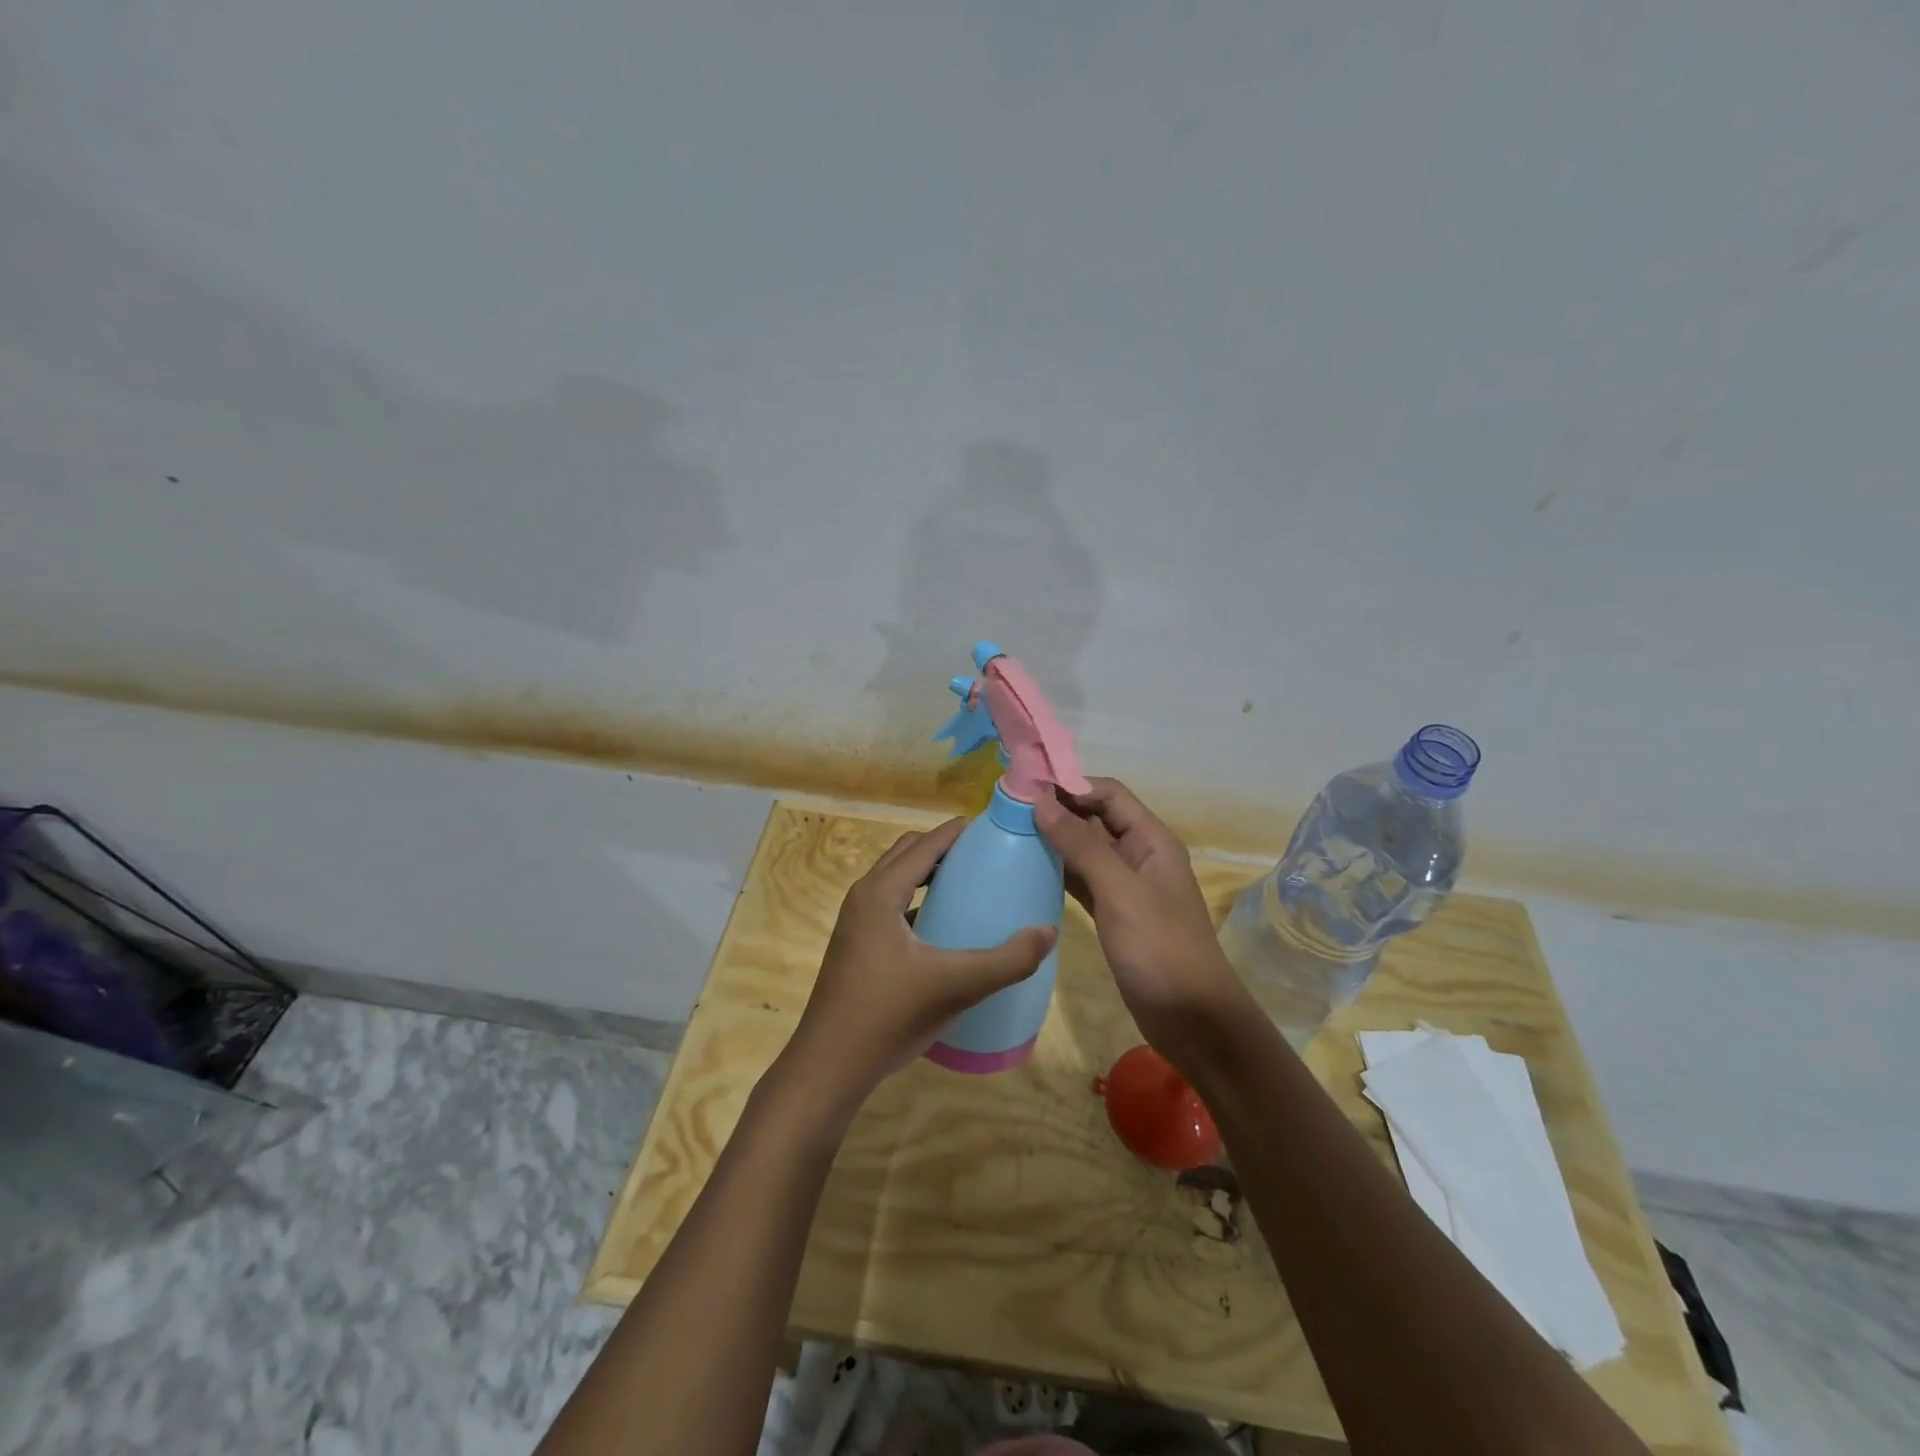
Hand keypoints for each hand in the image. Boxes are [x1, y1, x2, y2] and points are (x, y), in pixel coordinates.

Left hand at [784, 818, 1056, 1109]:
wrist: (829, 1067)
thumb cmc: (888, 1016)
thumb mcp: (956, 986)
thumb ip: (1007, 960)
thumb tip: (1048, 932)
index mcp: (880, 893)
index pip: (924, 845)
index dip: (957, 832)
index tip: (993, 827)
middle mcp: (863, 897)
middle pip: (907, 854)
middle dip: (943, 848)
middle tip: (984, 857)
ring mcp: (856, 923)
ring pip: (896, 880)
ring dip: (928, 874)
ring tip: (968, 886)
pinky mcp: (856, 947)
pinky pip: (891, 906)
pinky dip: (917, 901)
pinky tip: (943, 928)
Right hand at [1034, 779, 1250, 1070]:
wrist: (1191, 1018)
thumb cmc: (1160, 948)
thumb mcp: (1120, 891)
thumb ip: (1081, 844)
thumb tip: (1041, 801)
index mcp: (1151, 840)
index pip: (1109, 794)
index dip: (1071, 785)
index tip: (1027, 787)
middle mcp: (1139, 855)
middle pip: (1096, 818)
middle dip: (1058, 810)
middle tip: (1009, 810)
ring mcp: (1126, 887)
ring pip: (1086, 850)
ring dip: (1055, 840)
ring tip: (1011, 834)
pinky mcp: (1113, 914)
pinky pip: (1082, 880)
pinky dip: (1059, 872)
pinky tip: (1029, 870)